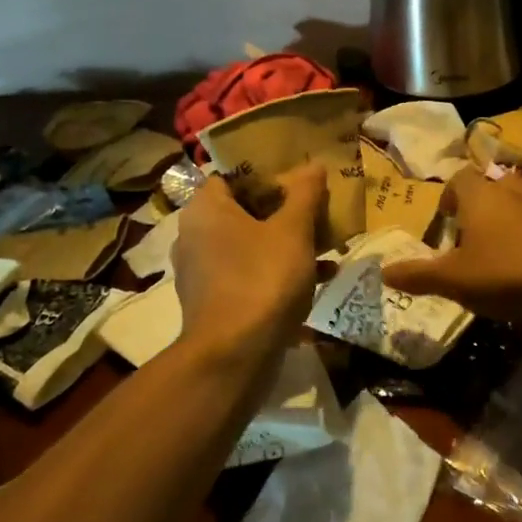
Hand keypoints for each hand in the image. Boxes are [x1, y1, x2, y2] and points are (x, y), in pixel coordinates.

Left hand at [172, 162, 326, 354]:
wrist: (234, 356)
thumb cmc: (262, 279)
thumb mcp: (292, 230)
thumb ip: (304, 193)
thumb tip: (312, 164)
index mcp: (205, 209)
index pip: (233, 175)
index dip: (268, 173)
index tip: (299, 179)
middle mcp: (195, 235)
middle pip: (245, 210)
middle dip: (284, 211)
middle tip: (317, 210)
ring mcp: (202, 271)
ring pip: (250, 244)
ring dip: (286, 242)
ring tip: (326, 244)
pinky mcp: (214, 301)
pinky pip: (249, 273)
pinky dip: (278, 271)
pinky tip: (318, 278)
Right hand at [381, 167, 521, 322]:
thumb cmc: (507, 271)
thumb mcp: (454, 279)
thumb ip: (418, 275)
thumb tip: (382, 271)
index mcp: (479, 195)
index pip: (458, 178)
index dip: (448, 196)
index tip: (445, 223)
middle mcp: (511, 190)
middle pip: (491, 184)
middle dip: (479, 206)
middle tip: (470, 238)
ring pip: (521, 198)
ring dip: (510, 215)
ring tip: (502, 245)